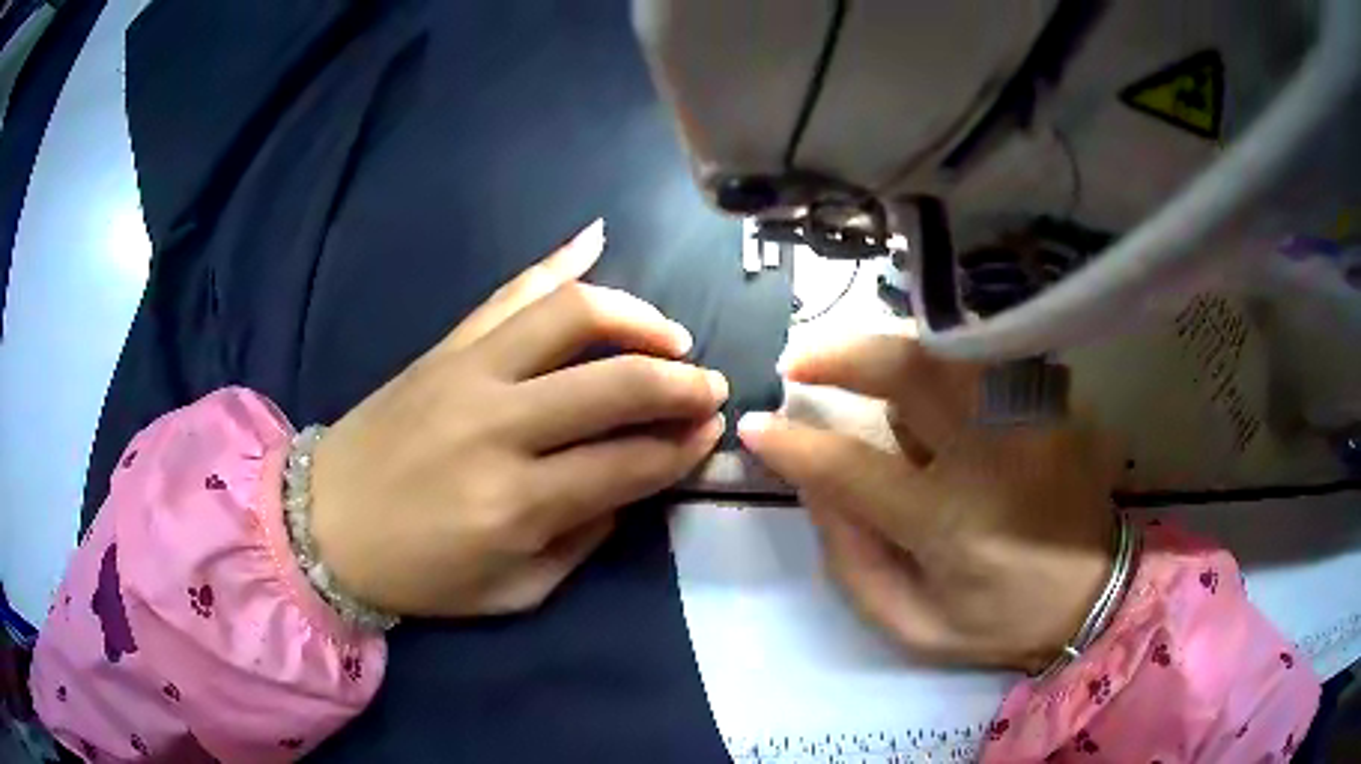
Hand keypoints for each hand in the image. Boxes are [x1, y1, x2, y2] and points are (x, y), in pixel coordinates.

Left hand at [310, 220, 727, 616]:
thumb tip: (627, 488)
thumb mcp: (511, 591)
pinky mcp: (445, 346)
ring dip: (636, 317)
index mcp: (515, 502)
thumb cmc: (415, 573)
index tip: (709, 435)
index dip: (681, 447)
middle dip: (680, 383)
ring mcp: (467, 371)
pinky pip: (510, 291)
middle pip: (614, 382)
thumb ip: (580, 541)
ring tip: (667, 337)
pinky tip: (598, 240)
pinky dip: (560, 261)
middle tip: (708, 387)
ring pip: (571, 314)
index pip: (628, 462)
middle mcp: (497, 425)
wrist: (321, 523)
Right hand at [739, 335, 1115, 672]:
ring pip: (948, 351)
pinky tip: (939, 394)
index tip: (756, 426)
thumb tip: (815, 486)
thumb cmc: (999, 621)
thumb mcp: (912, 624)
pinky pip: (986, 363)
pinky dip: (948, 368)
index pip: (851, 468)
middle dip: (842, 354)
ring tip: (867, 378)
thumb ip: (853, 560)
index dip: (793, 445)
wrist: (1094, 597)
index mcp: (950, 524)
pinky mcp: (1055, 404)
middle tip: (801, 360)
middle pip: (910, 371)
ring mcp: (1032, 419)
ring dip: (895, 356)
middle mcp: (993, 457)